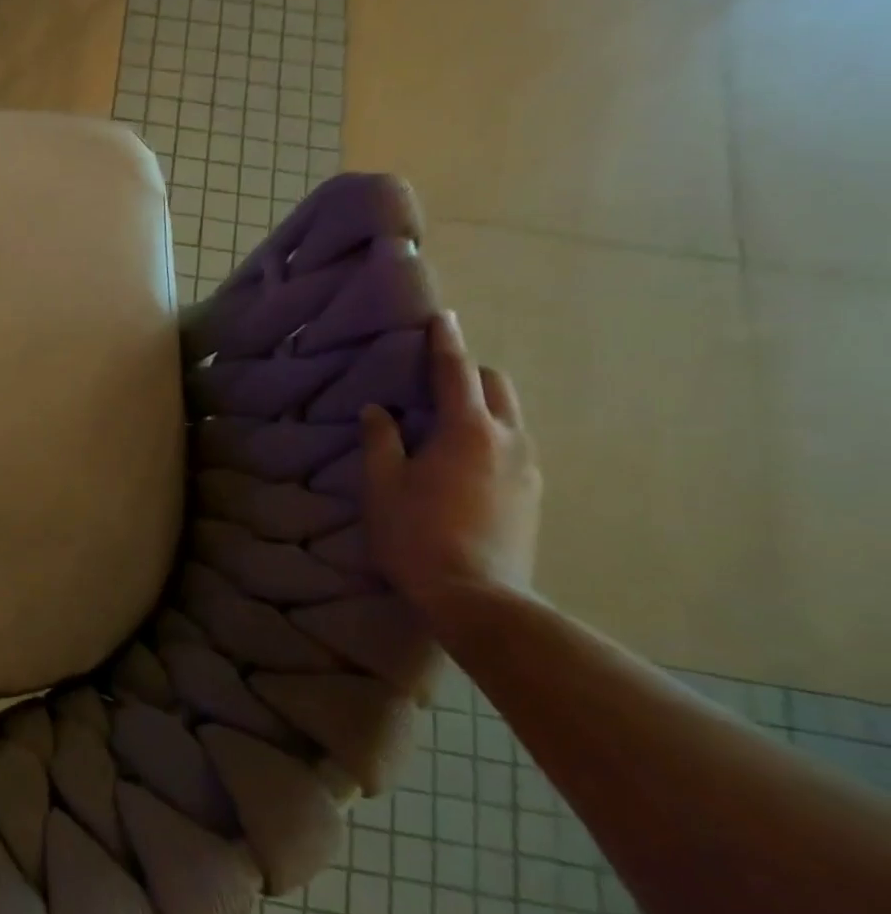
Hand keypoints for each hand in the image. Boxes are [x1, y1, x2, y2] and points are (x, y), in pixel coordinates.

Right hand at [359, 312, 541, 611]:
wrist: (478, 596)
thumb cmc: (417, 535)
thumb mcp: (383, 486)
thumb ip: (381, 441)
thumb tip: (379, 411)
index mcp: (466, 430)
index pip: (455, 372)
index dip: (445, 343)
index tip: (443, 318)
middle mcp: (507, 439)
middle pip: (496, 386)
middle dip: (470, 373)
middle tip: (437, 380)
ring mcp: (528, 467)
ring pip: (510, 416)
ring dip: (482, 406)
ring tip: (448, 423)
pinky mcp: (533, 494)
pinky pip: (513, 446)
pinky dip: (491, 436)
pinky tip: (465, 462)